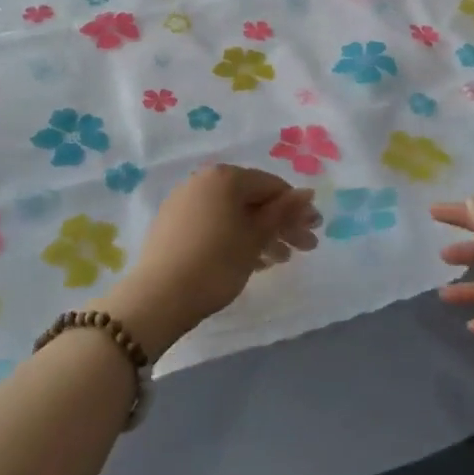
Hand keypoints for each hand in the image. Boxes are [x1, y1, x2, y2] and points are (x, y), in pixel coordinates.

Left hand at [98, 165, 318, 358]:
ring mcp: (185, 202)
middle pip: (253, 200)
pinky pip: (215, 224)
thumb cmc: (216, 263)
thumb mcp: (255, 238)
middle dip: (281, 224)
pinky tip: (253, 262)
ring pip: (234, 214)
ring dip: (261, 235)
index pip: (271, 185)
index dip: (296, 208)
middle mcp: (203, 181)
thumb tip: (307, 193)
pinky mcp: (173, 225)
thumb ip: (282, 213)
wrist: (158, 297)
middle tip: (305, 248)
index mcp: (225, 177)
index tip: (315, 230)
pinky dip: (236, 238)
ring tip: (281, 260)